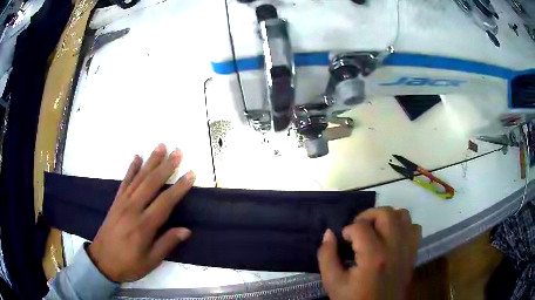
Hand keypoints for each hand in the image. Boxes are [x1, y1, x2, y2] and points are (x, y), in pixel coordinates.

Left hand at [87, 144, 195, 281]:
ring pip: (138, 178)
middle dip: (166, 166)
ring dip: (151, 161)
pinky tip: (136, 157)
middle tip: (178, 151)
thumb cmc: (128, 264)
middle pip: (151, 183)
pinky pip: (124, 182)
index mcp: (144, 226)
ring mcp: (122, 203)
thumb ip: (167, 244)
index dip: (179, 188)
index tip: (190, 174)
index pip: (165, 202)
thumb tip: (186, 230)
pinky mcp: (115, 202)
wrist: (101, 261)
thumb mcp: (151, 261)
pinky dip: (131, 169)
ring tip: (161, 147)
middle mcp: (133, 209)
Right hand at [318, 207, 420, 299]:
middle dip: (368, 216)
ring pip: (403, 215)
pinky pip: (414, 227)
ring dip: (387, 217)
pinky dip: (403, 227)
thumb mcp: (332, 282)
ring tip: (375, 230)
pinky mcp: (413, 252)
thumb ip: (327, 256)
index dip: (347, 230)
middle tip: (358, 230)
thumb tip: (329, 233)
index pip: (360, 227)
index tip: (343, 241)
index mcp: (374, 256)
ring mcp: (407, 248)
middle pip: (386, 213)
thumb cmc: (354, 299)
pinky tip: (392, 238)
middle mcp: (394, 247)